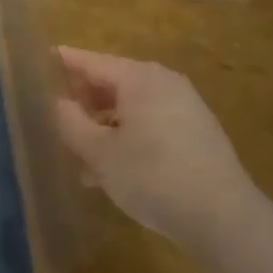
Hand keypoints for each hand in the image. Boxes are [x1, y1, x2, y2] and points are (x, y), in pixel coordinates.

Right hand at [54, 46, 263, 248]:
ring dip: (106, 127)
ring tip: (83, 159)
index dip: (68, 61)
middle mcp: (164, 83)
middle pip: (114, 83)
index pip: (93, 62)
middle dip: (86, 102)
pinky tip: (115, 170)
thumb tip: (60, 103)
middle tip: (59, 120)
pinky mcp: (198, 132)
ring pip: (132, 108)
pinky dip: (129, 137)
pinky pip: (152, 123)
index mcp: (139, 78)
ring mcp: (185, 106)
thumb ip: (72, 123)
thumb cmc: (152, 177)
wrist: (223, 216)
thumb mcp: (100, 154)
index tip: (49, 55)